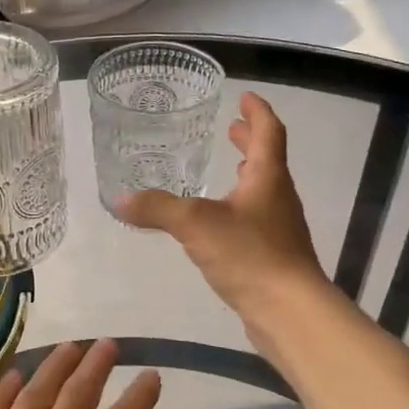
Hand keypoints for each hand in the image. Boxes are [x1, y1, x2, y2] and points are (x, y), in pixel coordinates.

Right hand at [119, 91, 326, 316]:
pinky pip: (256, 219)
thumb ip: (157, 209)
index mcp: (268, 178)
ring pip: (263, 191)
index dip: (257, 111)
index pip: (268, 132)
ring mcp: (279, 228)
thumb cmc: (250, 255)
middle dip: (249, 141)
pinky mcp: (274, 256)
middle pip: (268, 159)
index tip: (244, 96)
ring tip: (228, 170)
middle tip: (230, 129)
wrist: (289, 311)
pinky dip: (239, 207)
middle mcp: (278, 198)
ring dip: (247, 174)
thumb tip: (119, 199)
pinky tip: (219, 223)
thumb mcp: (196, 225)